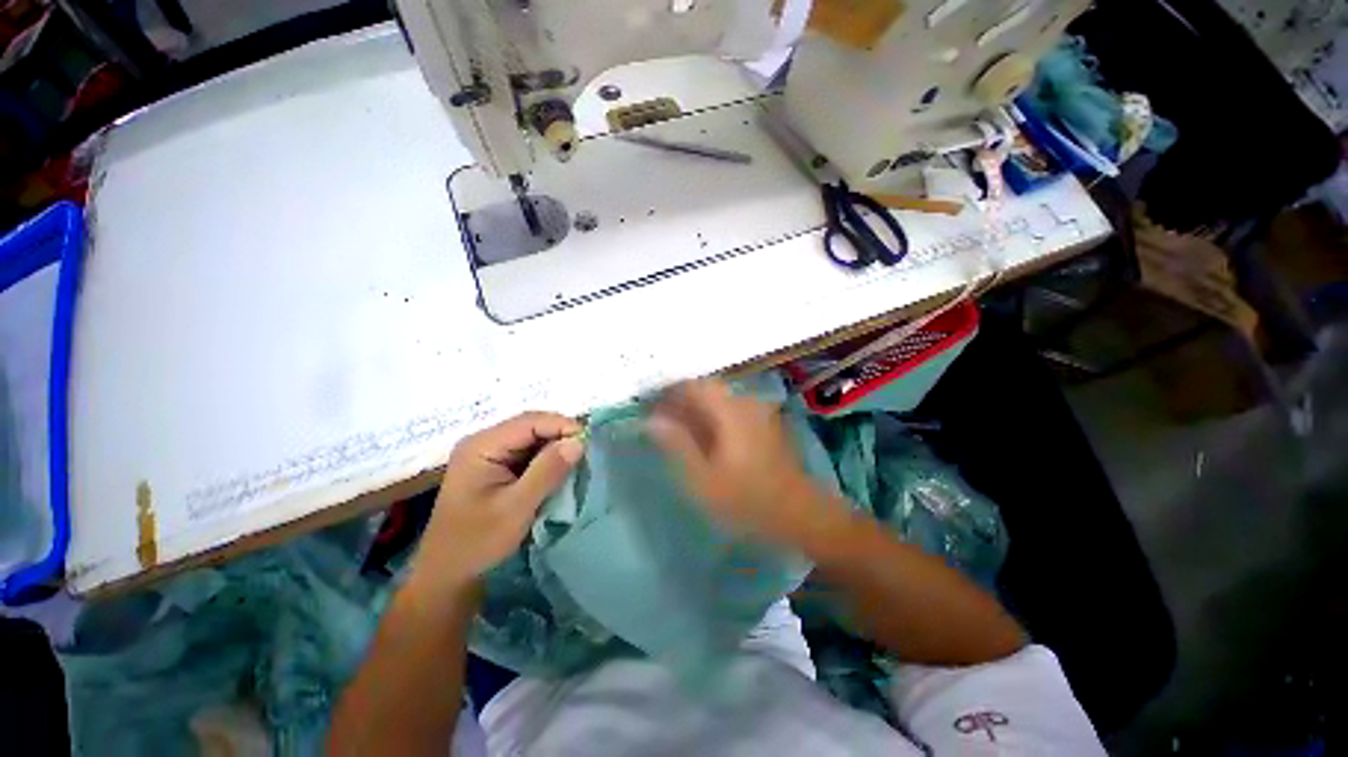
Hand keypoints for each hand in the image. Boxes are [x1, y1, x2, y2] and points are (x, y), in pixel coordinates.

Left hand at [412, 412, 584, 593]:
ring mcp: (489, 454)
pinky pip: (529, 453)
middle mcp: (484, 442)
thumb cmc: (478, 542)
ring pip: (533, 439)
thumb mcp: (516, 507)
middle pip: (531, 426)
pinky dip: (548, 459)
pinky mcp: (496, 467)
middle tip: (588, 450)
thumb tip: (578, 442)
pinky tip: (562, 469)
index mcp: (481, 446)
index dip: (562, 425)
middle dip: (561, 435)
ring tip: (580, 458)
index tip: (589, 441)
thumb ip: (548, 470)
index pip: (529, 422)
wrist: (448, 576)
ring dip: (556, 447)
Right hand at [648, 379, 838, 548]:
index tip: (650, 405)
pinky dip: (713, 417)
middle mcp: (746, 402)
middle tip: (660, 420)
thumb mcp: (703, 478)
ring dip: (696, 409)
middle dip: (681, 400)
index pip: (694, 384)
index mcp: (730, 410)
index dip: (669, 391)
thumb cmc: (748, 500)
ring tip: (678, 430)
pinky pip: (731, 409)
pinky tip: (704, 438)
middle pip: (706, 389)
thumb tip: (651, 419)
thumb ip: (677, 444)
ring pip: (718, 399)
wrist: (800, 514)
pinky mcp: (765, 422)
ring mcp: (758, 411)